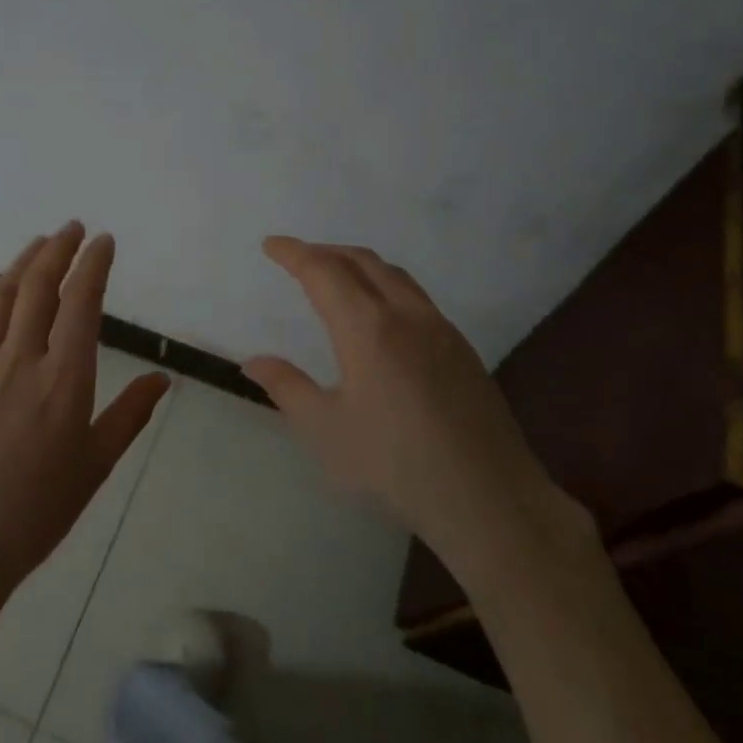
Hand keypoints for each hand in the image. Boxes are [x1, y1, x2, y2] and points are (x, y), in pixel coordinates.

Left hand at [0, 222, 169, 600]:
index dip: (93, 265)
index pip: (82, 305)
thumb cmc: (38, 511)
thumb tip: (163, 379)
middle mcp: (22, 361)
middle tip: (73, 228)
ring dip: (22, 263)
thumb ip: (130, 416)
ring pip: (2, 298)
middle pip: (40, 288)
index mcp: (65, 380)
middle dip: (59, 250)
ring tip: (40, 242)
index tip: (103, 241)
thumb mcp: (96, 465)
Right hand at [244, 236, 585, 563]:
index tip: (271, 245)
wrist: (488, 498)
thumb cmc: (395, 465)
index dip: (294, 253)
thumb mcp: (326, 430)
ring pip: (394, 275)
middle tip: (297, 258)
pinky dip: (385, 285)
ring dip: (358, 264)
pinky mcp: (461, 348)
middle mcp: (407, 315)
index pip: (324, 272)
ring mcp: (441, 329)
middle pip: (362, 262)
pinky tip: (379, 315)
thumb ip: (287, 388)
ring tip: (335, 276)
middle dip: (325, 252)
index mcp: (369, 329)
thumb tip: (254, 361)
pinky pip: (416, 296)